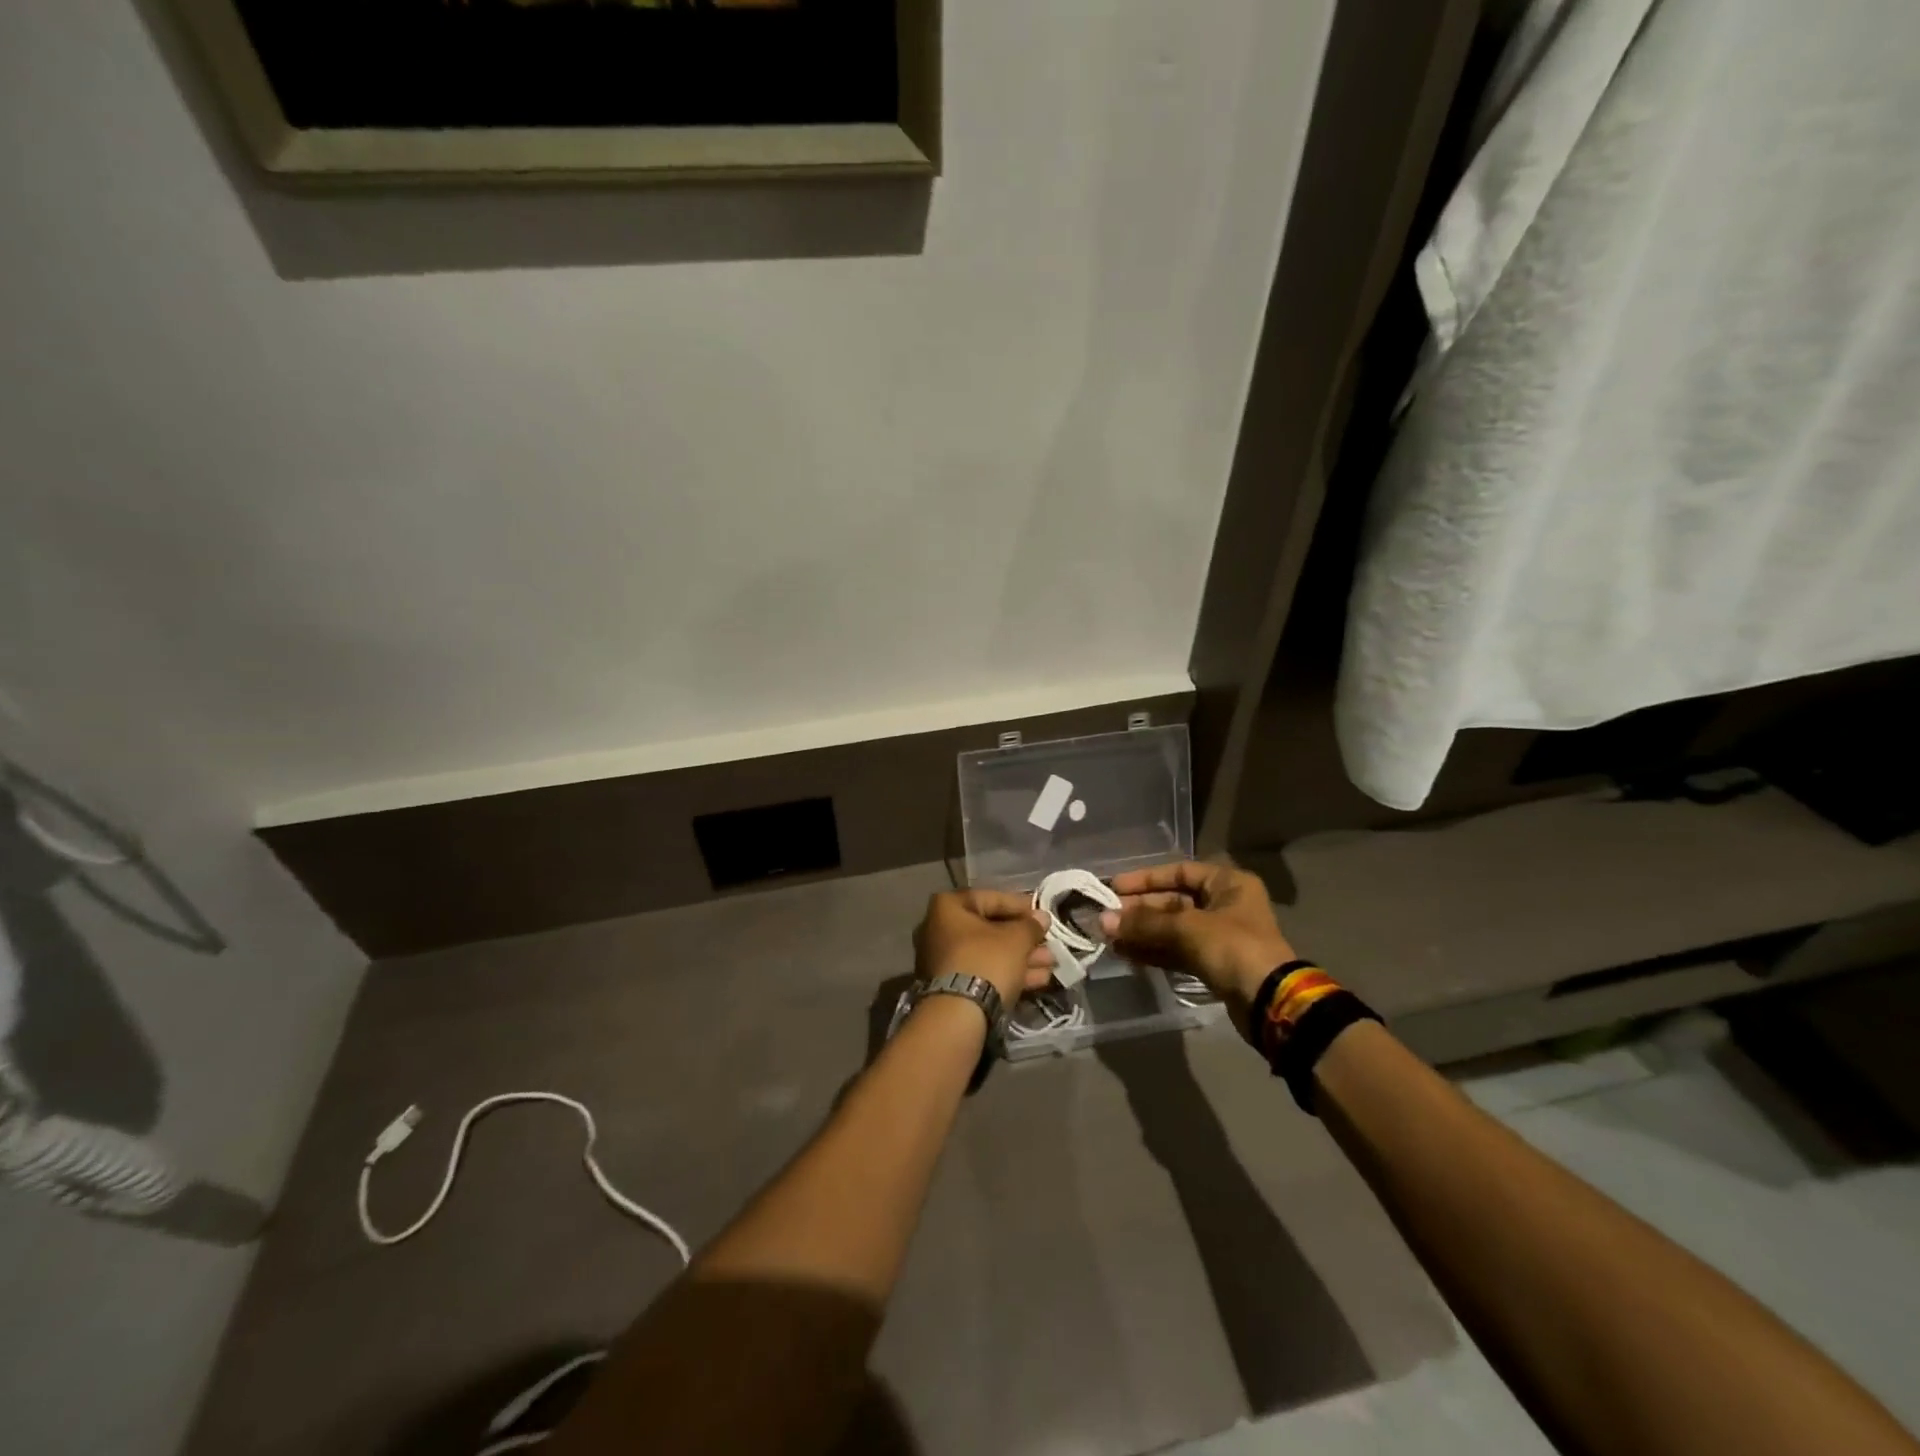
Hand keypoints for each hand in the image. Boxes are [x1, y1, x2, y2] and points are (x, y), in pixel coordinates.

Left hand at [912, 889, 1052, 1008]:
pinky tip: (1040, 979)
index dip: (1020, 905)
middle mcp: (940, 929)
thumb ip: (1031, 925)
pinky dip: (1009, 973)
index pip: (990, 898)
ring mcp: (944, 960)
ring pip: (990, 953)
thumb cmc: (986, 961)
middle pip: (990, 928)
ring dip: (1022, 957)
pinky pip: (984, 971)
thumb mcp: (1016, 939)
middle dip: (1024, 937)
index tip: (1041, 914)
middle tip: (1049, 941)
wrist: (959, 1015)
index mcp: (948, 907)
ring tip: (1051, 963)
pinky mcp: (952, 986)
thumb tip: (1041, 918)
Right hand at [1100, 862, 1295, 1005]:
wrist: (1269, 1002)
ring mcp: (1219, 937)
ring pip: (1172, 929)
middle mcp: (1224, 905)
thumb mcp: (1187, 928)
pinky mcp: (1213, 964)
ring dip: (1142, 932)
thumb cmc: (1233, 948)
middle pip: (1173, 901)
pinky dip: (1153, 951)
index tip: (1115, 887)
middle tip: (1106, 916)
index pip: (1179, 872)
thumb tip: (1102, 920)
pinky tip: (1125, 952)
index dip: (1146, 879)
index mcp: (1227, 884)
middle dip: (1139, 910)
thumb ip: (1144, 923)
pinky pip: (1176, 951)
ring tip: (1109, 936)